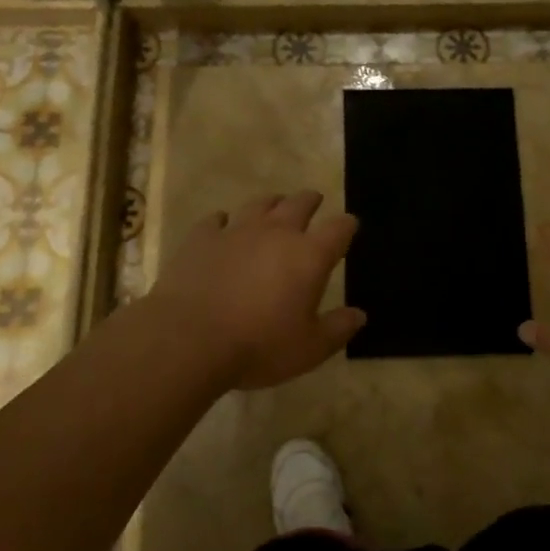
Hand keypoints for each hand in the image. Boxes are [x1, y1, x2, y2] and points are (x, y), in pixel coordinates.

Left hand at [147, 190, 364, 391]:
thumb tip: (359, 315)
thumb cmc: (259, 346)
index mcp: (310, 256)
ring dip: (271, 204)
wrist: (189, 339)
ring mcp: (237, 230)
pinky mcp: (202, 237)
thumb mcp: (309, 349)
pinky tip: (222, 226)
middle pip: (299, 204)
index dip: (347, 225)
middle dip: (310, 201)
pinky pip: (217, 219)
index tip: (350, 226)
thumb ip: (338, 329)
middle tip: (314, 201)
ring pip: (260, 204)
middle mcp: (277, 232)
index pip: (339, 229)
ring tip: (274, 206)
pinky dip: (224, 221)